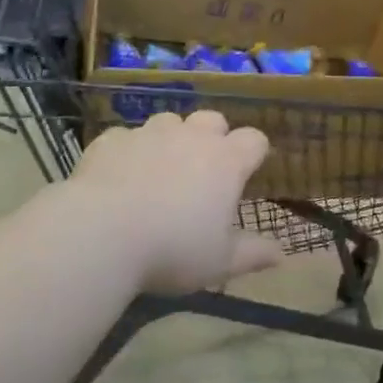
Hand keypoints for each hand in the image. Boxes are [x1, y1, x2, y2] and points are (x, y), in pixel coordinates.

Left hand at [73, 110, 282, 293]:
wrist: (101, 234)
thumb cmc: (172, 250)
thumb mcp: (219, 263)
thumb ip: (252, 254)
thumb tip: (281, 253)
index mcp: (226, 161)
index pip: (255, 139)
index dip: (253, 153)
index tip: (247, 173)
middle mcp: (192, 136)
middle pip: (213, 119)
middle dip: (212, 137)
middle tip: (202, 171)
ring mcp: (150, 133)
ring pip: (169, 121)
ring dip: (170, 139)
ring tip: (159, 170)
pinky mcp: (112, 139)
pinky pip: (127, 137)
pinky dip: (129, 152)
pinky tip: (118, 177)